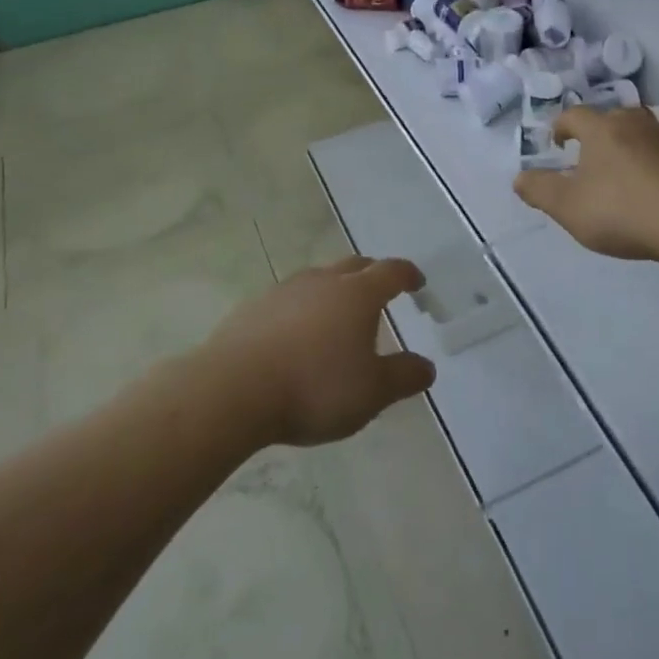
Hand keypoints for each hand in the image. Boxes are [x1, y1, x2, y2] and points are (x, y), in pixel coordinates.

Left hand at [202, 257, 436, 446]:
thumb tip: (427, 367)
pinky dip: (301, 310)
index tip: (417, 283)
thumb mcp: (372, 392)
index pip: (391, 272)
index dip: (408, 275)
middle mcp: (323, 281)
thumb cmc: (314, 387)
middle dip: (372, 275)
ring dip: (333, 291)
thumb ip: (403, 377)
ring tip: (336, 317)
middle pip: (354, 266)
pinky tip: (295, 337)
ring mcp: (284, 291)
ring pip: (318, 280)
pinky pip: (288, 300)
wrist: (232, 390)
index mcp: (358, 294)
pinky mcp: (253, 308)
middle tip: (381, 293)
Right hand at [514, 106, 658, 261]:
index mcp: (602, 129)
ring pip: (643, 132)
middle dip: (598, 134)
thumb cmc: (623, 211)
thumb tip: (519, 178)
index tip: (557, 142)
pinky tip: (658, 187)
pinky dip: (657, 163)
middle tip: (590, 157)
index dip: (562, 126)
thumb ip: (540, 191)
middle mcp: (636, 123)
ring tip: (624, 171)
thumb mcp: (569, 208)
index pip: (575, 115)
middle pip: (612, 118)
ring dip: (630, 146)